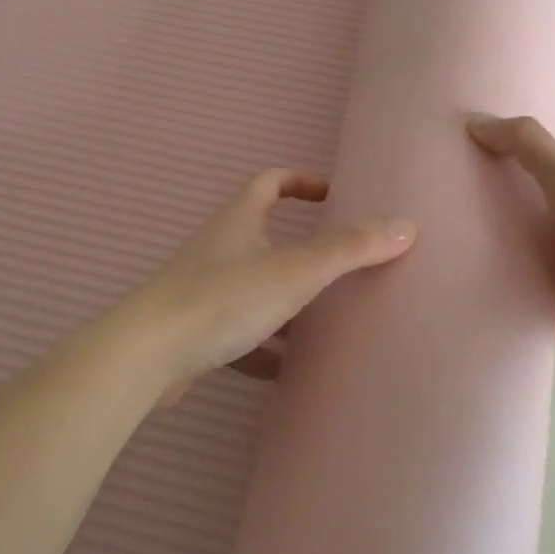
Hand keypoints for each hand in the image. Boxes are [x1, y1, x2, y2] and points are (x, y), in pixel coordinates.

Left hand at [115, 170, 416, 400]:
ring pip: (254, 289)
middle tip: (340, 268)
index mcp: (240, 220)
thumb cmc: (225, 298)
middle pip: (265, 237)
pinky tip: (289, 371)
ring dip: (287, 303)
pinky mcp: (196, 333)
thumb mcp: (297, 271)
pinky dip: (265, 348)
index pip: (271, 182)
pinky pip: (240, 334)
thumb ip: (351, 249)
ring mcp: (204, 291)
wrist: (148, 356)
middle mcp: (220, 248)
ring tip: (326, 324)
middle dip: (302, 251)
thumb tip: (406, 226)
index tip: (332, 197)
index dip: (301, 182)